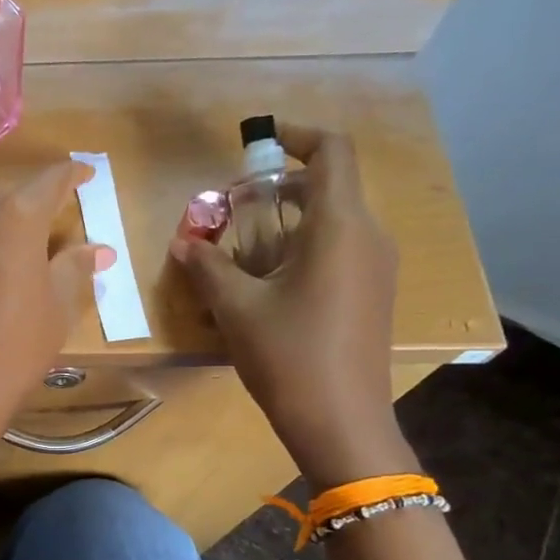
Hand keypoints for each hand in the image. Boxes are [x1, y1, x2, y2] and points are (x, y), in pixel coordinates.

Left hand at [0, 161, 113, 438]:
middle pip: (6, 191)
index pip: (51, 180)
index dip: (72, 175)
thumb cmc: (18, 345)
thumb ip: (75, 268)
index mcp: (18, 217)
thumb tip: (98, 249)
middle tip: (45, 222)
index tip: (84, 175)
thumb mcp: (58, 307)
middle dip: (29, 200)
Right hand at [170, 125, 411, 487]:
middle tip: (232, 211)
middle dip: (277, 189)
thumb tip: (183, 243)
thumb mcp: (236, 309)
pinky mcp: (373, 294)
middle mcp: (368, 236)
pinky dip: (303, 248)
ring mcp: (376, 267)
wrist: (341, 423)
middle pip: (328, 187)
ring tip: (242, 252)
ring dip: (286, 222)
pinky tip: (269, 284)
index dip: (297, 135)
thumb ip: (206, 267)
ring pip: (332, 221)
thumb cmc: (288, 356)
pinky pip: (339, 250)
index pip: (333, 152)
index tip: (259, 143)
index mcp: (340, 227)